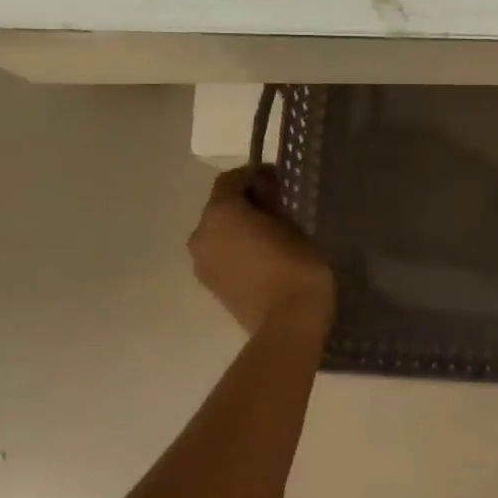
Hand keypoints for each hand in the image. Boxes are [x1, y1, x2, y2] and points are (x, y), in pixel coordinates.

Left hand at [188, 166, 335, 336]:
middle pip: (221, 206)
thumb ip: (271, 204)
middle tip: (274, 206)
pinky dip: (236, 249)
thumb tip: (263, 194)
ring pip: (218, 232)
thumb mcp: (291, 225)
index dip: (254, 174)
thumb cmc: (295, 265)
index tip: (276, 179)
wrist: (287, 323)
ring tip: (268, 234)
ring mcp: (201, 261)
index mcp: (220, 212)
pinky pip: (221, 254)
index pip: (232, 180)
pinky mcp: (209, 284)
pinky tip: (260, 256)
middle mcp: (201, 232)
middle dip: (244, 202)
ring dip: (238, 227)